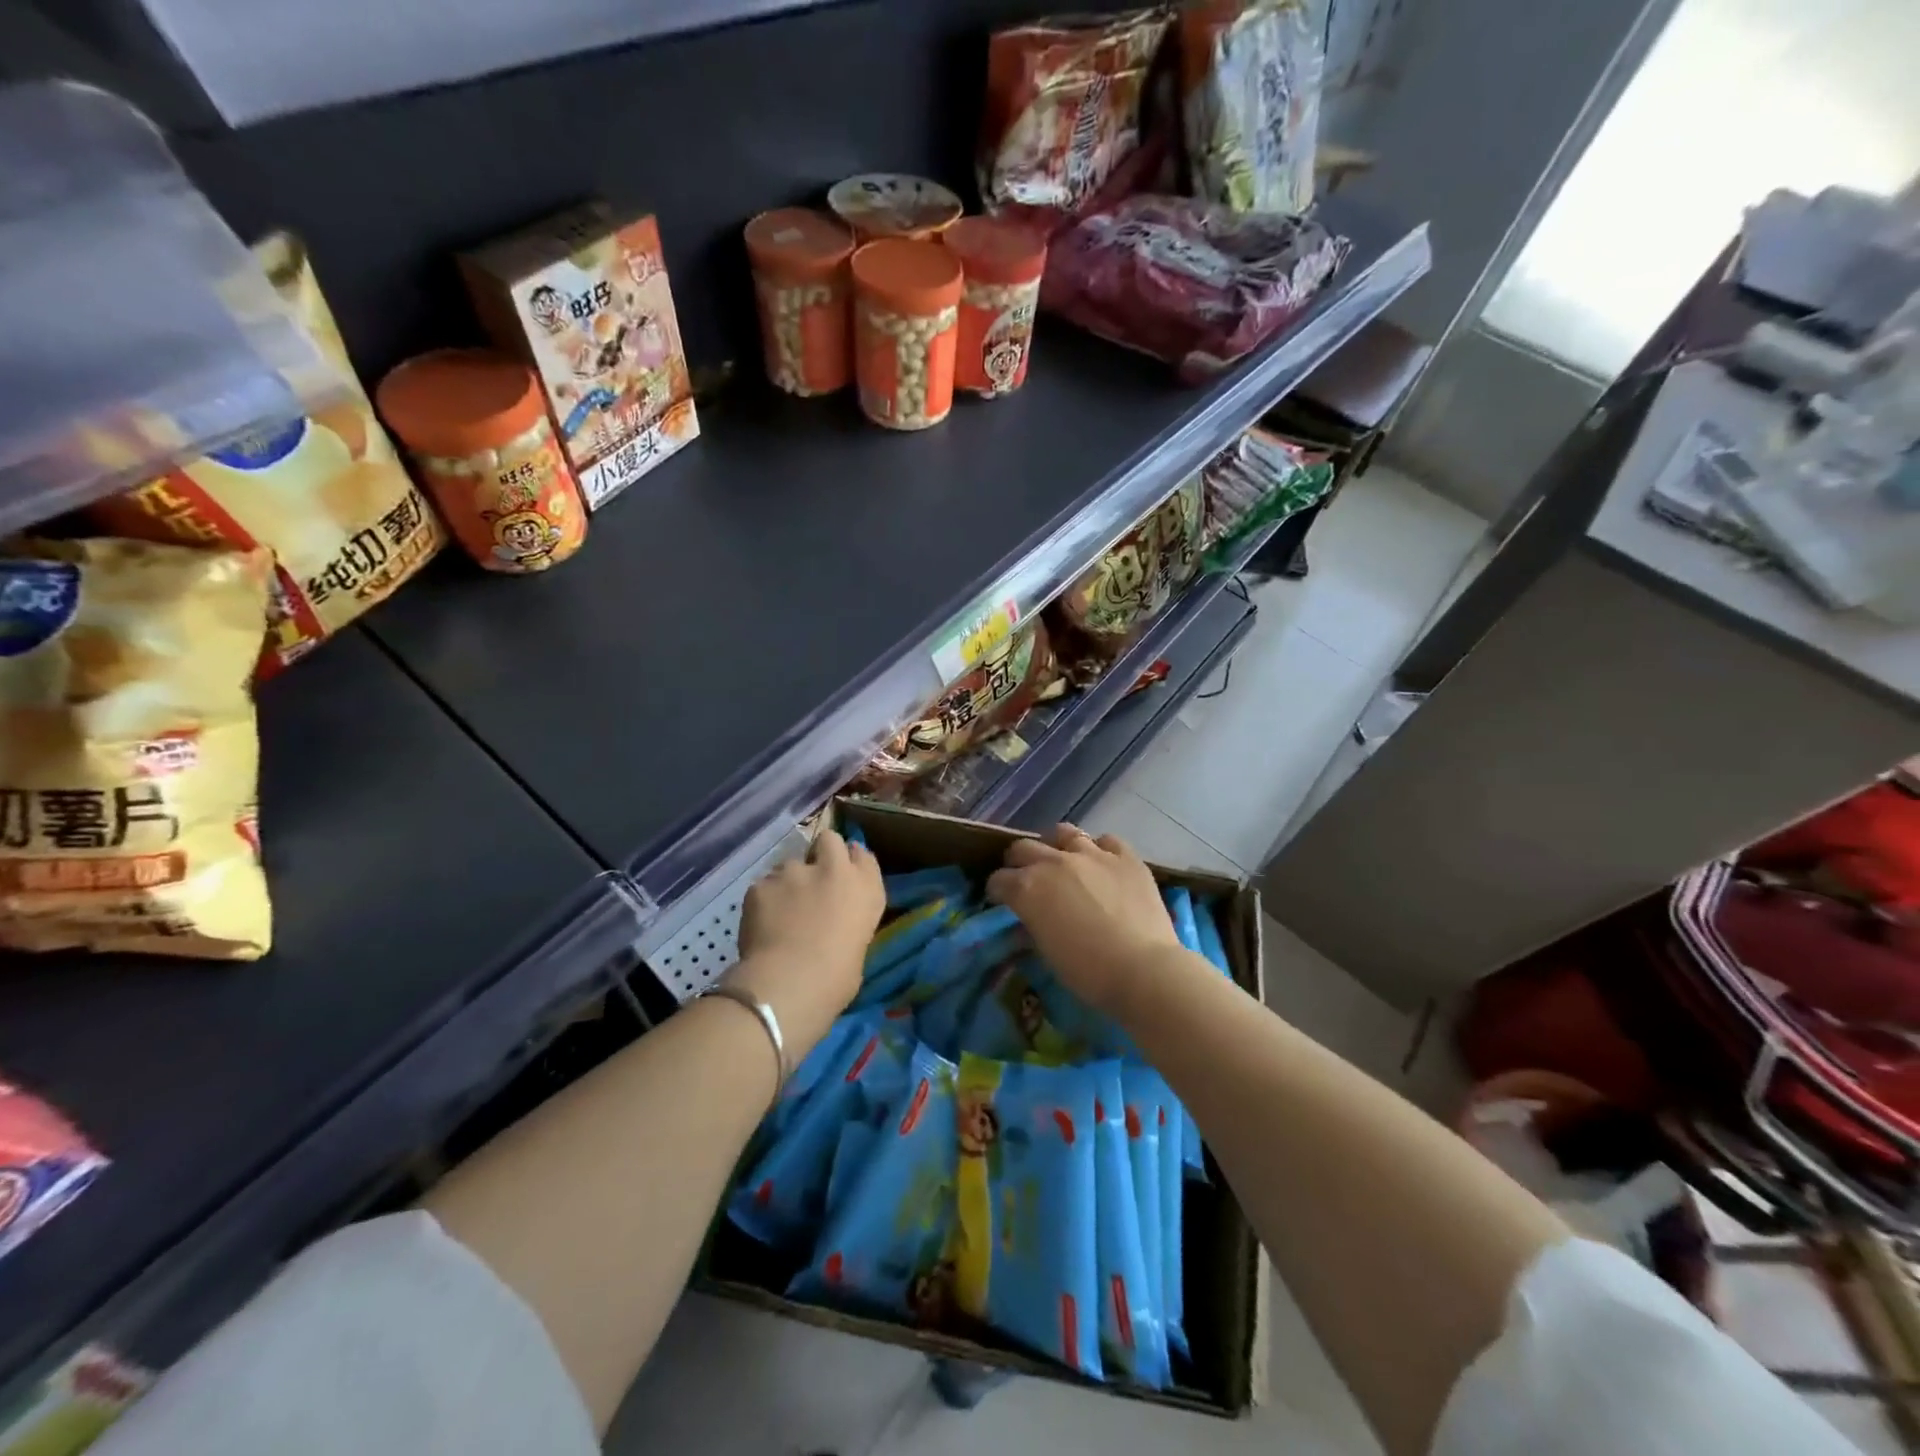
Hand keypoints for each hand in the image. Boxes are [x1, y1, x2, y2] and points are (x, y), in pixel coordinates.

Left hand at [729, 829, 883, 1056]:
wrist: (790, 984)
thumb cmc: (837, 980)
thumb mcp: (858, 946)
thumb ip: (848, 920)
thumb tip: (834, 922)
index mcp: (865, 889)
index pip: (863, 856)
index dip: (851, 862)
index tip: (843, 875)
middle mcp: (833, 870)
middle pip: (829, 840)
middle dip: (821, 853)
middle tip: (812, 881)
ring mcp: (795, 872)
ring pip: (789, 864)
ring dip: (788, 882)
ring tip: (779, 912)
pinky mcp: (762, 884)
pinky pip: (763, 886)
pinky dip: (763, 901)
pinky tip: (760, 924)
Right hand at [986, 824, 1179, 1014]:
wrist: (1143, 969)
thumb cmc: (1088, 972)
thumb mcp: (1046, 952)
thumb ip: (1032, 925)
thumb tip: (1027, 918)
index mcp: (1028, 888)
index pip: (998, 880)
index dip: (997, 890)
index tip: (1001, 900)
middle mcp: (1054, 862)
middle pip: (1023, 848)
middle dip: (1018, 863)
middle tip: (1025, 878)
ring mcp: (1092, 854)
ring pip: (1063, 832)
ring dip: (1056, 846)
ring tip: (1063, 861)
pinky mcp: (1125, 856)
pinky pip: (1107, 840)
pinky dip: (1100, 850)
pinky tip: (1103, 864)